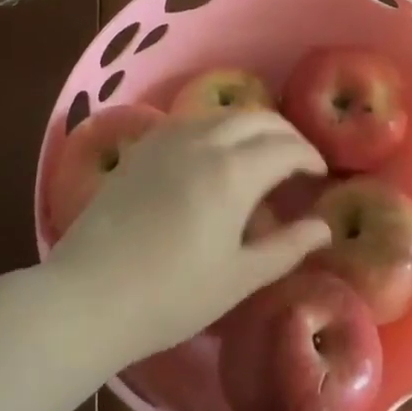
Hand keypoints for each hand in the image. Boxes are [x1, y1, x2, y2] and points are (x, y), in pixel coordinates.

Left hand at [46, 112, 330, 365]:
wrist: (88, 295)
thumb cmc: (171, 295)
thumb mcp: (239, 278)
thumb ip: (287, 247)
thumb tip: (324, 227)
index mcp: (234, 171)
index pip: (286, 147)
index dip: (309, 157)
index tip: (320, 174)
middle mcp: (205, 141)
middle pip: (258, 119)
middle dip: (285, 134)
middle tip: (297, 159)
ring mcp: (169, 139)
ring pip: (223, 115)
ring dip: (251, 126)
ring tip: (259, 153)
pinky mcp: (143, 147)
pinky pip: (192, 121)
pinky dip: (217, 128)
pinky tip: (214, 154)